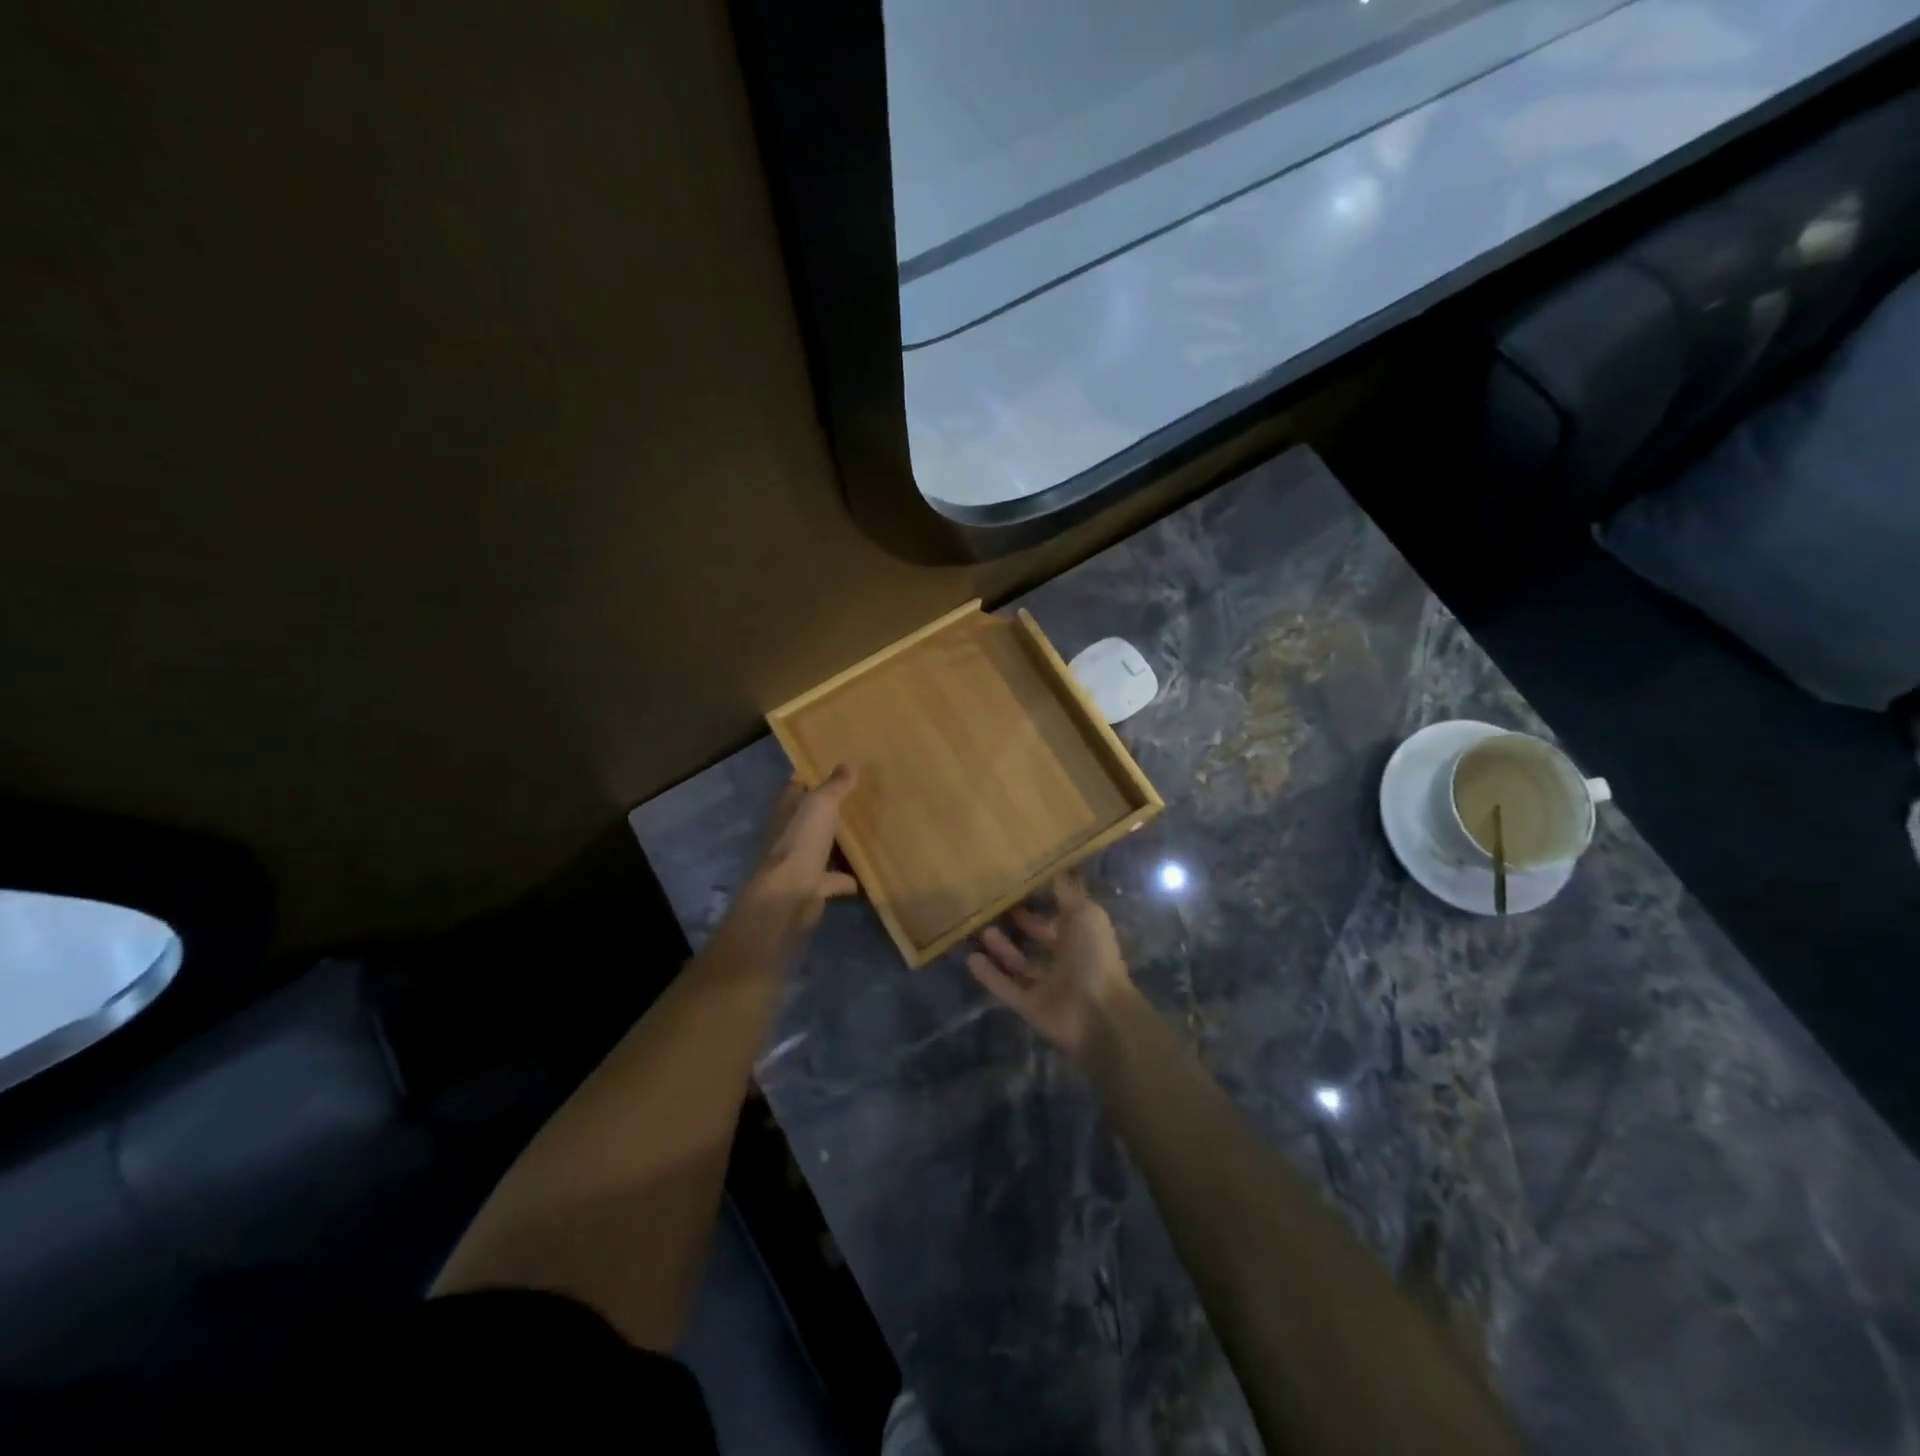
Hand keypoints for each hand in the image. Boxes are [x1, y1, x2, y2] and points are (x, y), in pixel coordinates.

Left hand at [716, 765, 859, 964]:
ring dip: (840, 842)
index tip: (836, 764)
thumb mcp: (821, 804)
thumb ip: (835, 785)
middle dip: (831, 808)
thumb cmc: (801, 842)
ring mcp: (800, 861)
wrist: (789, 895)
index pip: (797, 785)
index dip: (812, 774)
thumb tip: (848, 764)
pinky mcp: (813, 886)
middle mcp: (790, 833)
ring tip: (869, 831)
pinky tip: (870, 873)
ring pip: (822, 846)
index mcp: (787, 809)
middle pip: (811, 816)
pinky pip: (835, 879)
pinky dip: (849, 878)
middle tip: (861, 796)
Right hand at [967, 874, 1131, 1054]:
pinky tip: (970, 960)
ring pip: (1020, 964)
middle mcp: (1065, 959)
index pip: (1058, 916)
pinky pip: (1007, 988)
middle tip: (992, 907)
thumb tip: (1059, 866)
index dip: (1041, 904)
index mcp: (1081, 937)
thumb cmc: (1094, 957)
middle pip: (1038, 940)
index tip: (1017, 886)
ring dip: (1001, 949)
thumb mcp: (1085, 915)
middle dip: (1020, 925)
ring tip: (979, 930)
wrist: (1098, 1014)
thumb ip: (1069, 893)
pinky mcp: (1031, 1006)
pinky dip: (990, 976)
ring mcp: (1047, 985)